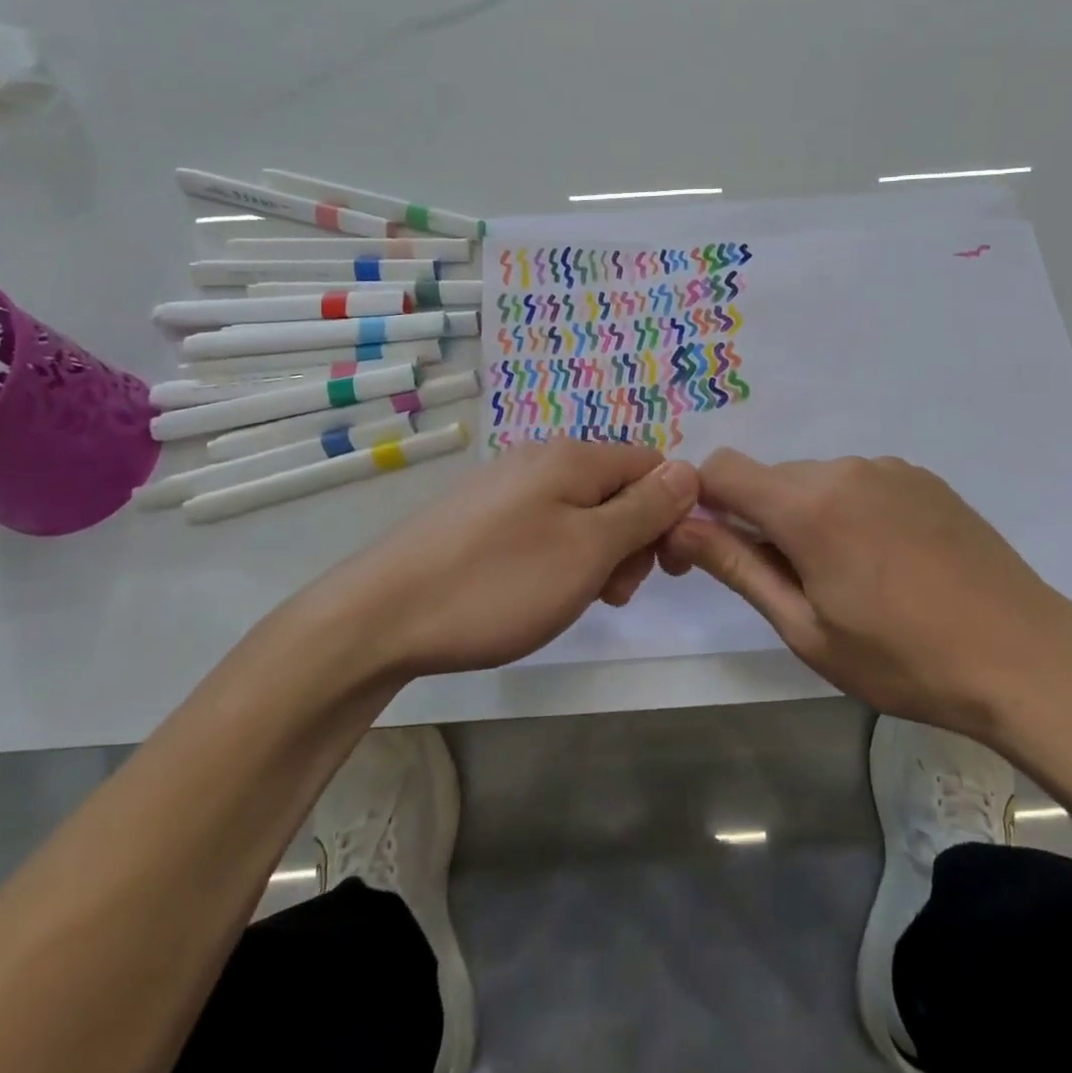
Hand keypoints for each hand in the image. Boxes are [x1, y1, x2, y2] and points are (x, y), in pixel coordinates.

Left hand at [324, 439, 699, 678]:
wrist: (381, 615)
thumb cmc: (499, 583)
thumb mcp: (590, 550)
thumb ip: (645, 508)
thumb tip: (690, 470)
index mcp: (574, 457)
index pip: (653, 465)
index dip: (671, 513)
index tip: (664, 568)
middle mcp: (542, 457)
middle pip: (618, 488)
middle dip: (631, 540)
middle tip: (612, 594)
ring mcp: (506, 484)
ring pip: (581, 511)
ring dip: (596, 554)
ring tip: (573, 600)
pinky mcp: (480, 514)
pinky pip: (544, 525)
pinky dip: (558, 557)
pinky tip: (535, 592)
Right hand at [658, 450, 1071, 739]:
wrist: (1026, 657)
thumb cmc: (904, 659)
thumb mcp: (806, 628)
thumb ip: (737, 566)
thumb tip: (680, 526)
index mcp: (807, 504)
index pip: (721, 469)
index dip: (701, 503)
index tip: (710, 551)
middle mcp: (844, 468)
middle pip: (770, 479)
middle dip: (758, 520)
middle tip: (786, 585)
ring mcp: (889, 468)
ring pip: (815, 482)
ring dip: (807, 518)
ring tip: (848, 580)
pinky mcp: (923, 478)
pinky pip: (860, 484)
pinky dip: (849, 513)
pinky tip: (888, 563)